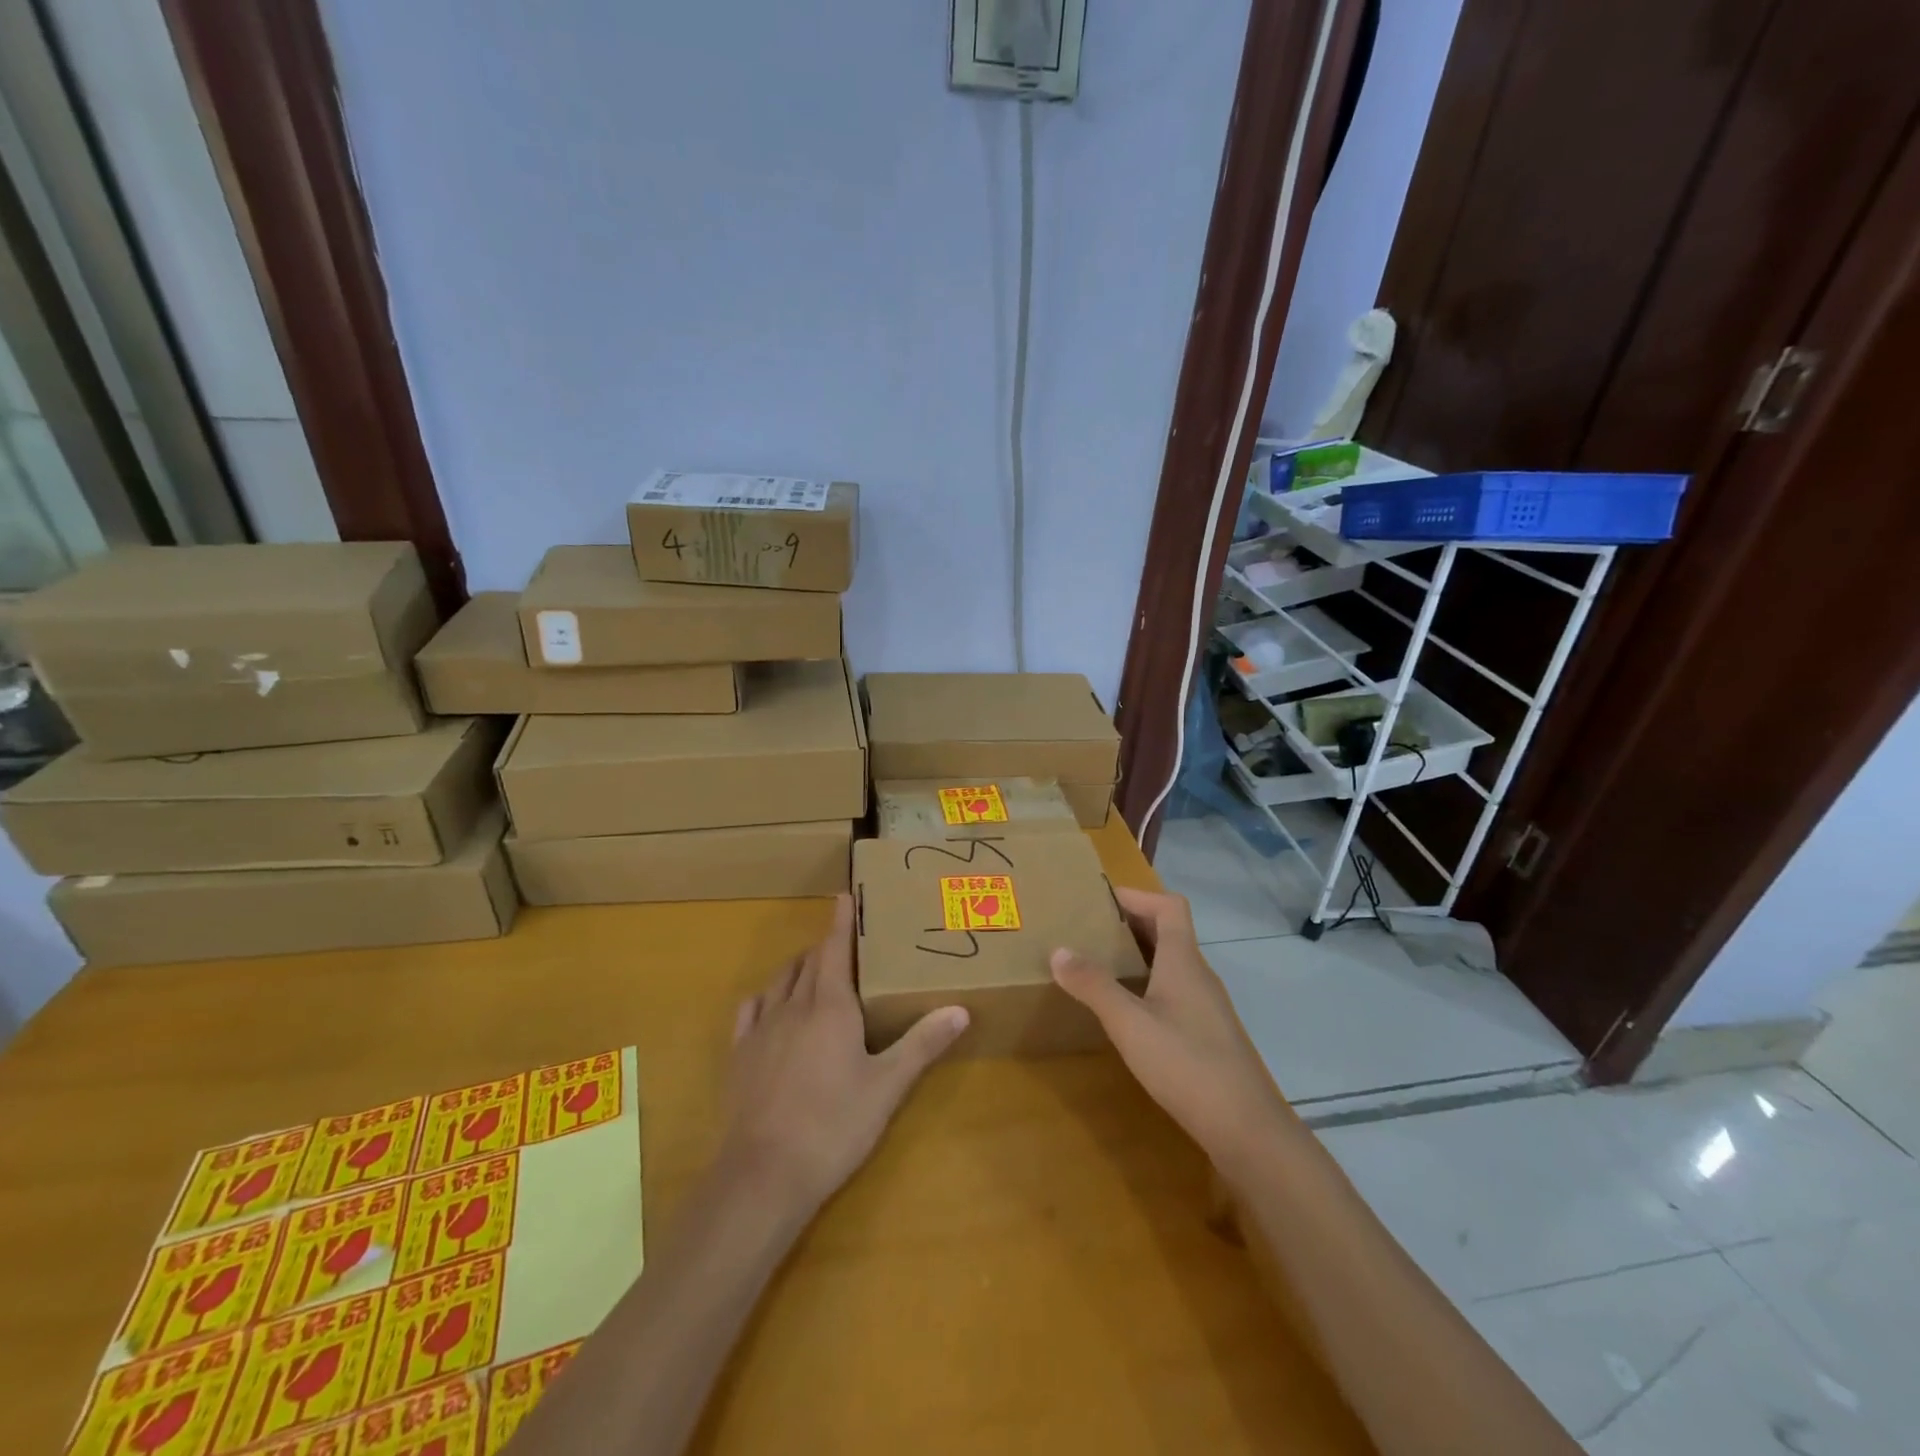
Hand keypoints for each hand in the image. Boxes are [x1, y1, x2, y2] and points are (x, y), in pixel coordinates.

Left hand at [720, 895, 968, 1218]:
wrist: (764, 1173)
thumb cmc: (834, 1125)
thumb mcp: (887, 1086)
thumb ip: (922, 1044)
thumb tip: (960, 1009)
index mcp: (831, 1007)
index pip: (836, 949)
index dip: (841, 921)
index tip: (843, 895)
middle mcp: (793, 1006)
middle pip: (809, 962)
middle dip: (826, 944)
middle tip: (842, 938)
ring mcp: (761, 1029)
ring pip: (780, 981)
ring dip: (798, 967)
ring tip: (812, 967)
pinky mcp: (739, 1055)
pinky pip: (751, 1010)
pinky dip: (765, 997)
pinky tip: (769, 1004)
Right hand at [1052, 887, 1289, 1179]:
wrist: (1247, 1129)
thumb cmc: (1186, 1065)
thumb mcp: (1130, 1024)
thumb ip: (1094, 986)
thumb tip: (1059, 950)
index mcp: (1184, 962)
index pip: (1169, 906)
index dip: (1138, 895)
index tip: (1101, 899)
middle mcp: (1199, 976)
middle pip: (1169, 932)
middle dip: (1131, 924)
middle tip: (1090, 930)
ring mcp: (1207, 1007)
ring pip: (1171, 964)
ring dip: (1138, 956)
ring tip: (1100, 966)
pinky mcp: (1208, 1035)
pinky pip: (1174, 992)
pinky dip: (1148, 986)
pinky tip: (1127, 1012)